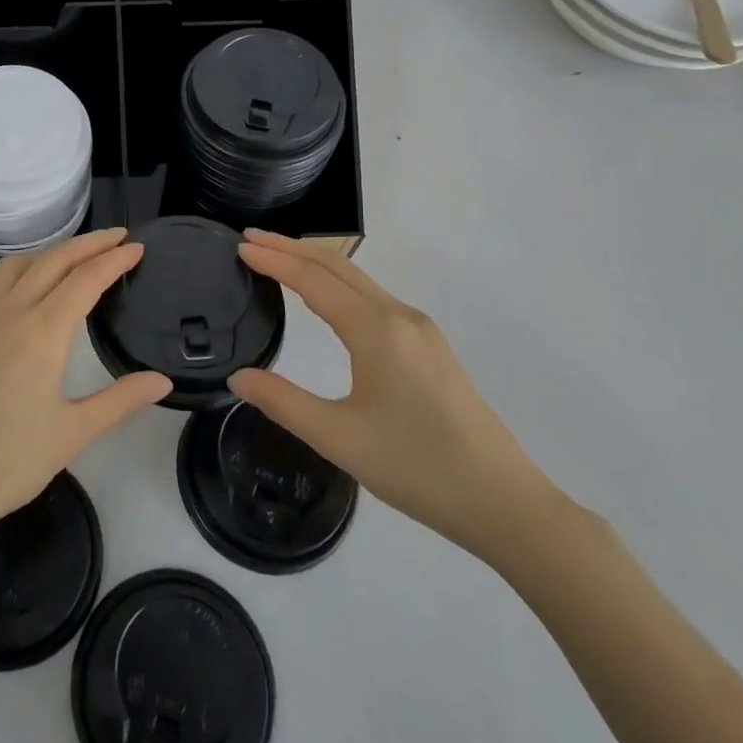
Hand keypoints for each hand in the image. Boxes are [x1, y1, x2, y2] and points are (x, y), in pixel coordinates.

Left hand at [0, 229, 171, 561]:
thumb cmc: (5, 463)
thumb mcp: (72, 435)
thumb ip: (120, 401)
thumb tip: (163, 381)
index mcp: (43, 331)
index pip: (86, 279)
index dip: (114, 259)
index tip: (137, 246)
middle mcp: (11, 312)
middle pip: (54, 260)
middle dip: (90, 243)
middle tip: (118, 236)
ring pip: (20, 264)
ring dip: (53, 251)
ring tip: (76, 256)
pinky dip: (23, 269)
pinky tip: (28, 288)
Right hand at [228, 230, 560, 562]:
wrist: (504, 502)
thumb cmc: (417, 468)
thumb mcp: (339, 439)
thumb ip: (283, 402)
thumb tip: (238, 376)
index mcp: (376, 330)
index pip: (313, 279)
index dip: (274, 260)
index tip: (239, 246)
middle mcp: (400, 316)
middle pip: (338, 266)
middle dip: (292, 248)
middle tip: (250, 239)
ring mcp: (420, 329)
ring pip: (358, 280)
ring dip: (316, 263)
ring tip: (278, 259)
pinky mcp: (430, 346)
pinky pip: (373, 298)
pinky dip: (338, 284)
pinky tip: (326, 299)